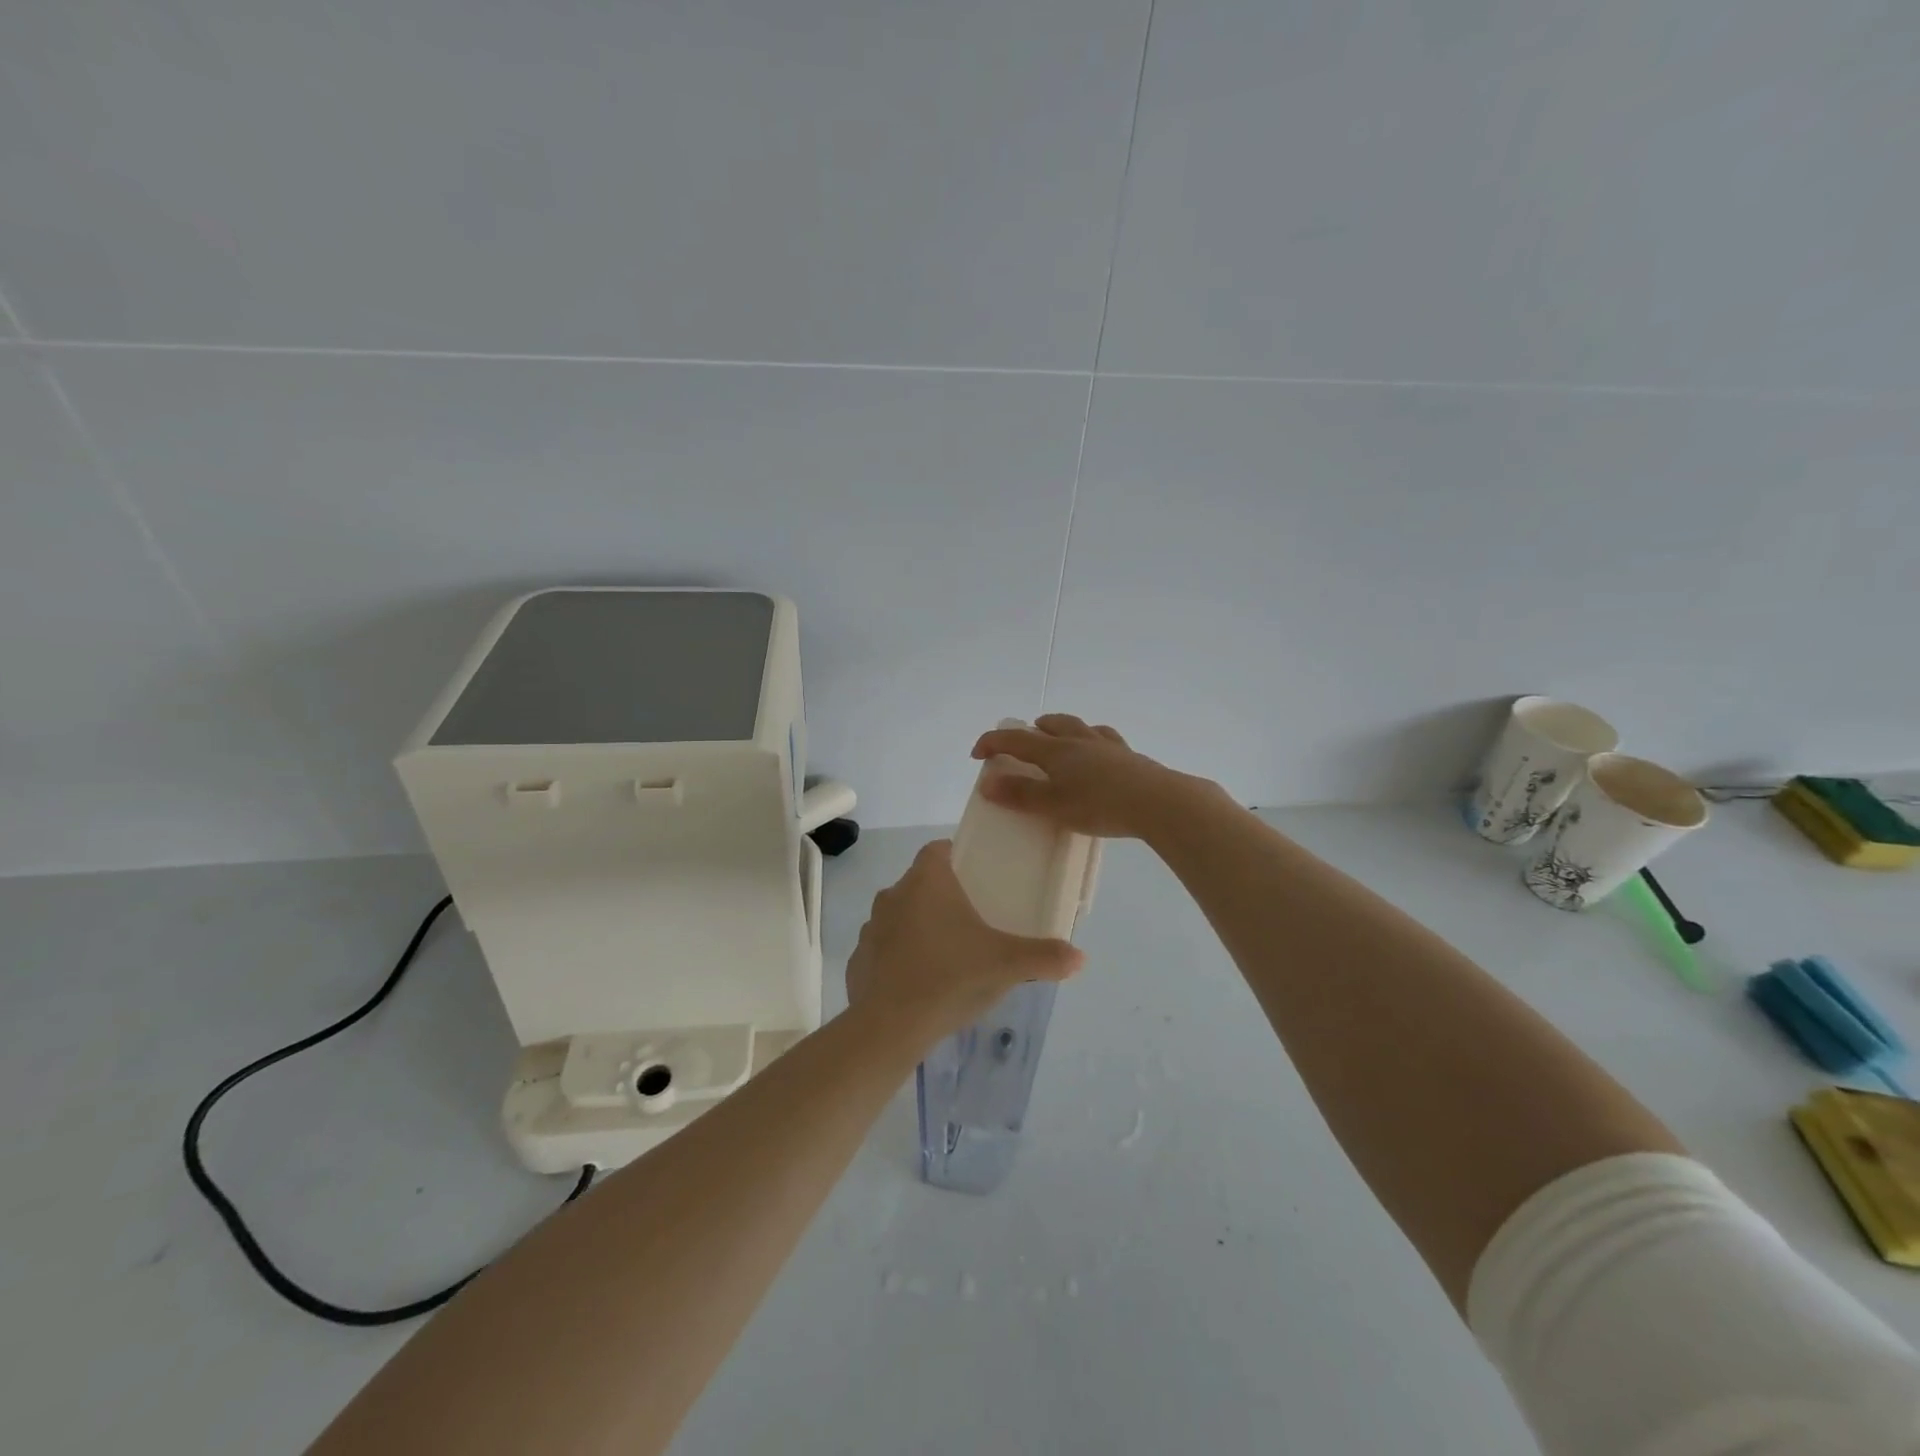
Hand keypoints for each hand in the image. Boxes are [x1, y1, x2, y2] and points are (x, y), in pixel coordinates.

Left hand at [845, 840, 1083, 1040]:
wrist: (890, 1027)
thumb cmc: (951, 977)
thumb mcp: (1007, 965)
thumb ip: (1045, 956)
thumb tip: (1080, 957)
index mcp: (927, 881)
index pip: (938, 850)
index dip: (957, 857)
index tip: (977, 876)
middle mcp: (894, 894)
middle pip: (920, 883)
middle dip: (943, 895)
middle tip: (973, 918)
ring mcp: (872, 927)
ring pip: (901, 915)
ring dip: (919, 926)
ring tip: (948, 952)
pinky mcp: (858, 959)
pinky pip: (884, 949)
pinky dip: (900, 957)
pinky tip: (920, 982)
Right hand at [969, 714, 1207, 838]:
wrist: (1159, 802)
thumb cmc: (1100, 805)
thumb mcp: (1054, 805)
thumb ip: (1020, 795)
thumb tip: (987, 782)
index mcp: (1056, 751)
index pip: (1016, 739)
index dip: (993, 743)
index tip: (977, 753)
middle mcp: (1079, 740)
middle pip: (1051, 725)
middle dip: (1031, 730)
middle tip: (1022, 740)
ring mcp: (1107, 746)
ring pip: (1079, 727)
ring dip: (1062, 728)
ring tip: (1058, 739)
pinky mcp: (1130, 757)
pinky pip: (1105, 739)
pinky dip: (1093, 740)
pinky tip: (1099, 750)